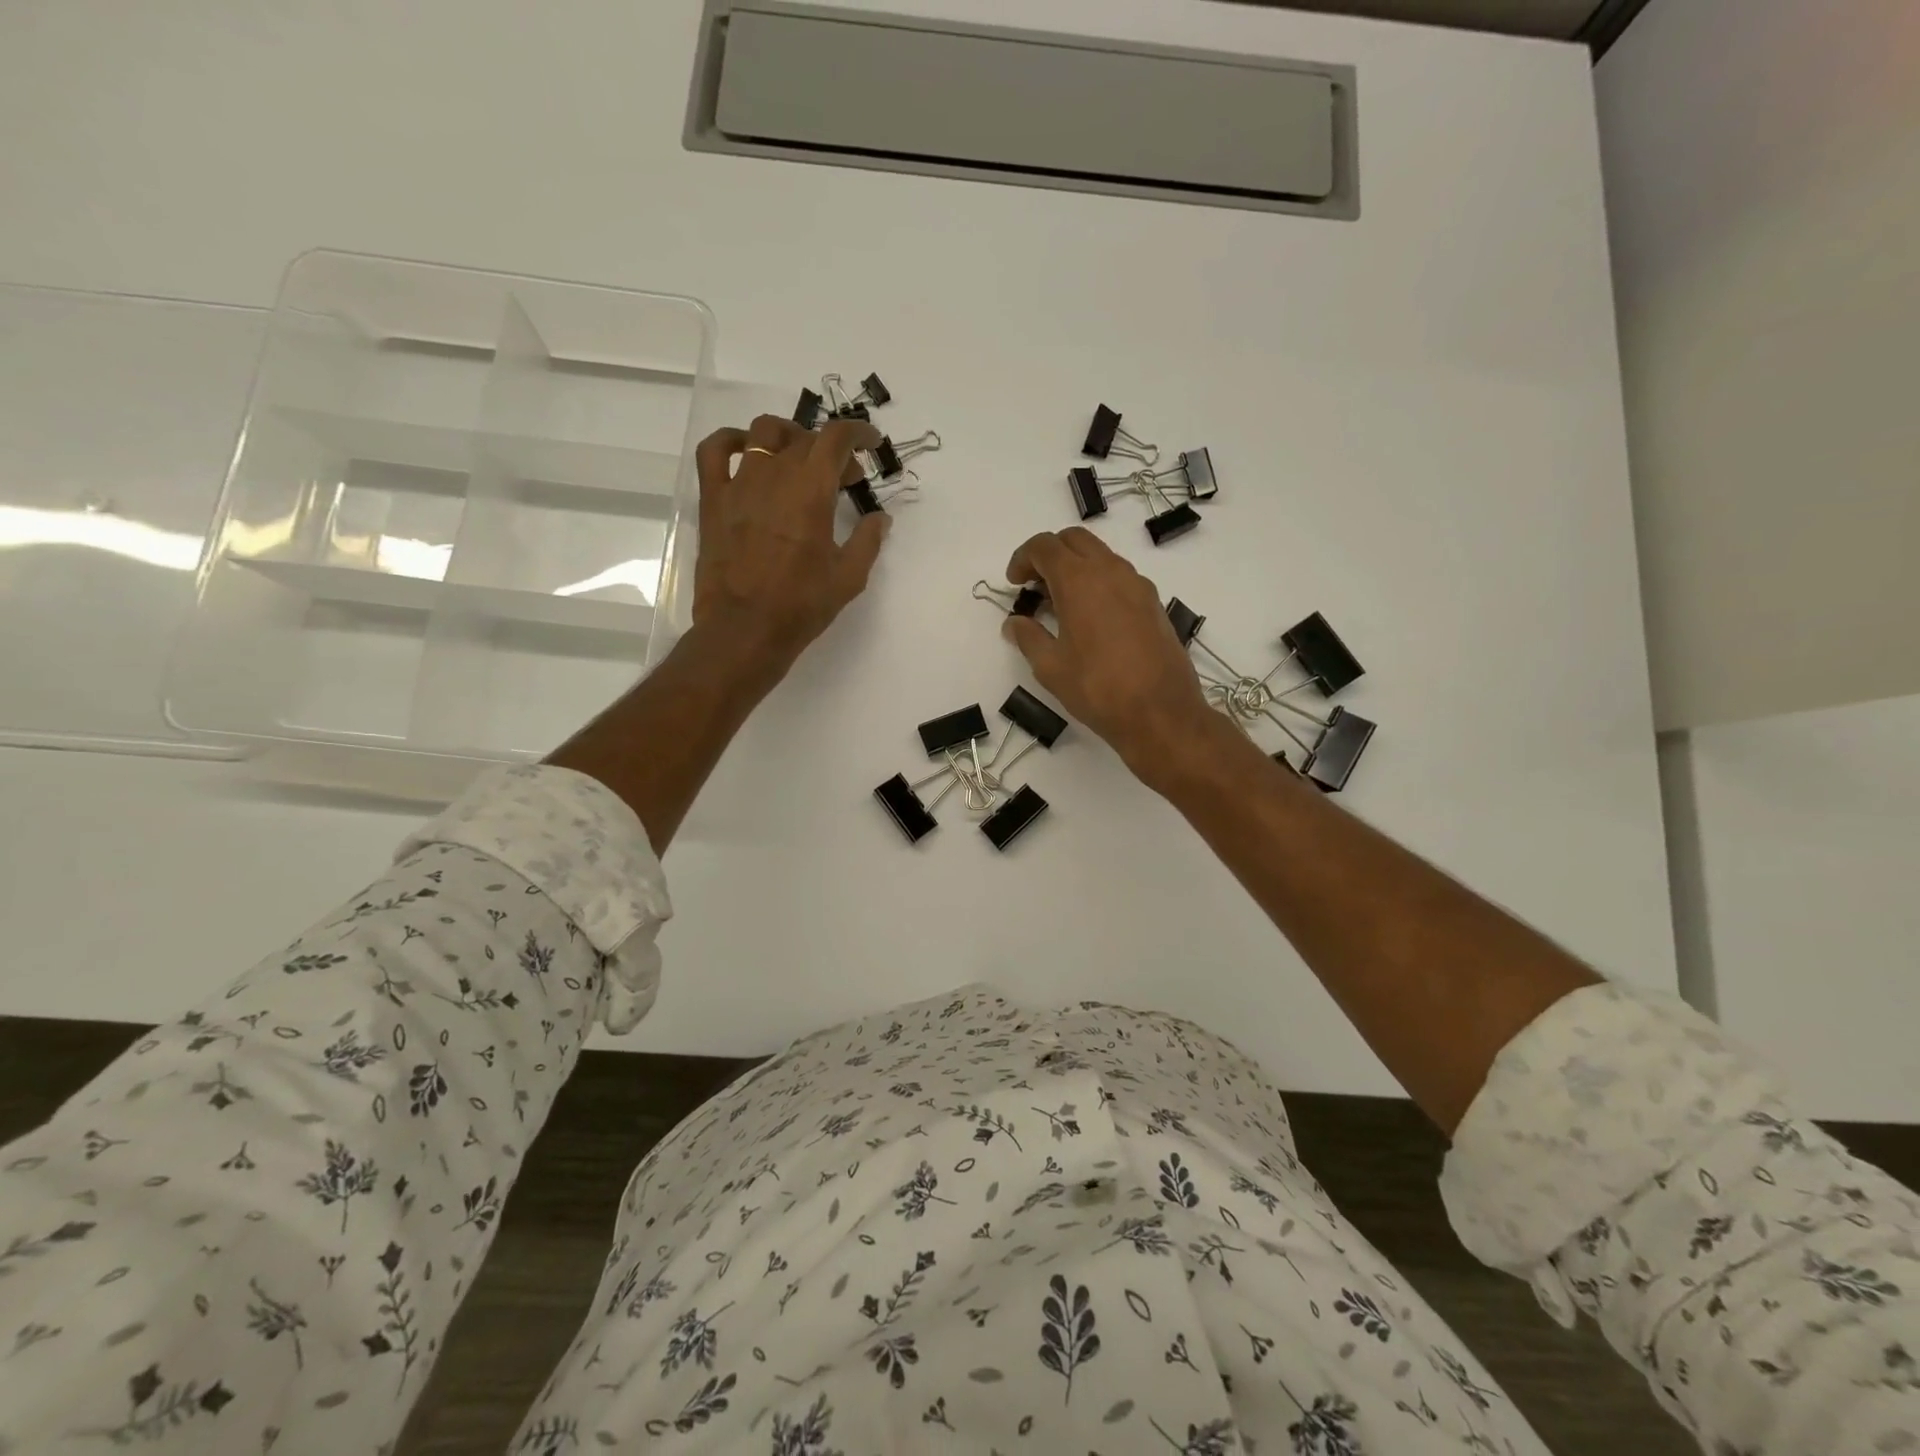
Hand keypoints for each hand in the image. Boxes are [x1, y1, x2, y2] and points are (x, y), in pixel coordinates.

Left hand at [690, 414, 889, 681]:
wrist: (745, 629)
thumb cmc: (801, 605)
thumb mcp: (848, 577)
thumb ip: (868, 541)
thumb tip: (880, 518)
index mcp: (812, 490)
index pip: (836, 439)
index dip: (857, 433)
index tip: (870, 443)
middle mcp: (775, 475)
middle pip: (805, 439)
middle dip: (831, 450)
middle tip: (845, 478)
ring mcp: (739, 483)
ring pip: (763, 434)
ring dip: (788, 437)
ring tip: (798, 459)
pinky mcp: (713, 499)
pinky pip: (713, 452)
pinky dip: (729, 440)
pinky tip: (743, 450)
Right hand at [1000, 528, 1220, 785]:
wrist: (1161, 713)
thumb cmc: (1097, 689)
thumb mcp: (1050, 667)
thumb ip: (1028, 638)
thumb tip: (1014, 623)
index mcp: (1079, 580)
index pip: (1045, 546)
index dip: (1022, 558)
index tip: (1013, 583)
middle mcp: (1111, 571)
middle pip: (1074, 540)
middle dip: (1049, 554)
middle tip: (1034, 586)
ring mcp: (1138, 585)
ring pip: (1100, 556)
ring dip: (1076, 567)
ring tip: (1060, 604)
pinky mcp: (1154, 603)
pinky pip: (1120, 577)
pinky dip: (1098, 582)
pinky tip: (1090, 618)